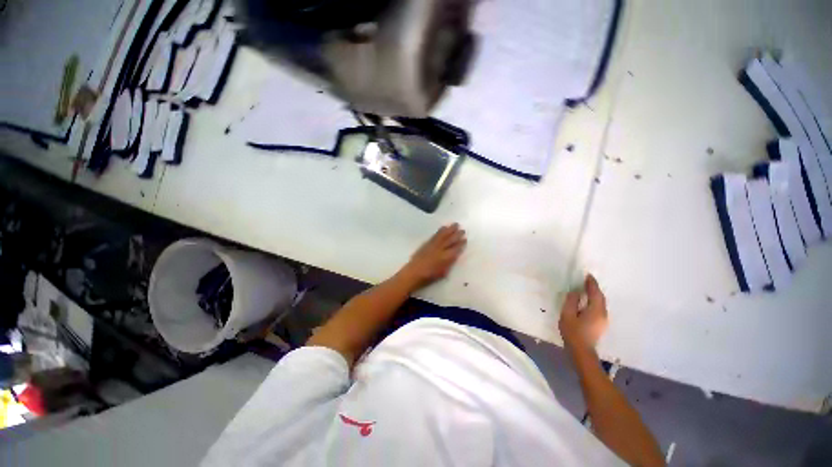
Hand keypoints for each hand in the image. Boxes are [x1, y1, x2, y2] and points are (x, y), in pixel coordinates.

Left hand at [400, 223, 466, 287]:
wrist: (413, 273)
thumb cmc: (429, 277)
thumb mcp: (443, 273)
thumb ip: (449, 263)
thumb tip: (454, 256)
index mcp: (446, 258)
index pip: (455, 249)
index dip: (461, 244)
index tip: (465, 239)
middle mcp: (440, 249)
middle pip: (450, 240)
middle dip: (457, 235)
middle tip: (463, 230)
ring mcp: (433, 245)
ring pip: (443, 235)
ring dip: (449, 230)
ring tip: (455, 224)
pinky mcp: (426, 243)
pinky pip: (435, 235)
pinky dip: (440, 231)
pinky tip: (443, 228)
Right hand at [559, 274, 608, 351]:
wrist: (581, 351)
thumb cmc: (573, 332)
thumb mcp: (567, 315)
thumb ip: (571, 301)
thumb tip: (575, 292)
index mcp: (595, 310)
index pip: (595, 293)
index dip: (591, 283)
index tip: (587, 275)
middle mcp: (603, 313)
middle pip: (600, 298)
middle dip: (594, 288)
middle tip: (586, 280)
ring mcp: (603, 320)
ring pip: (600, 303)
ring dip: (594, 295)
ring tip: (585, 289)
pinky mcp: (600, 324)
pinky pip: (598, 308)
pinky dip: (594, 301)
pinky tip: (586, 302)